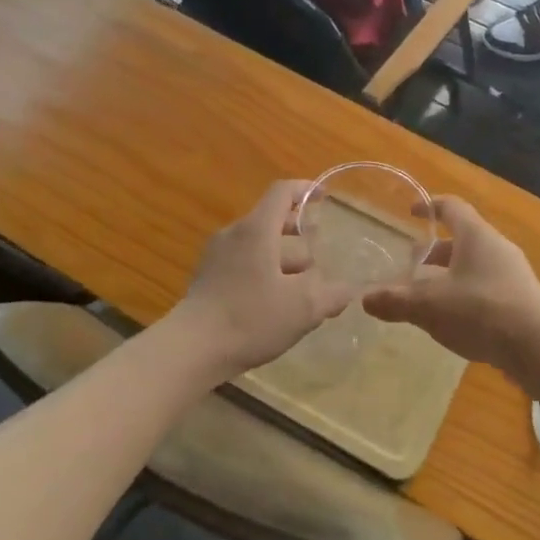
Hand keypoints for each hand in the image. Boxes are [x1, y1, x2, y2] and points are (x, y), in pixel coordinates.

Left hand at [169, 181, 350, 380]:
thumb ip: (331, 295)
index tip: (325, 197)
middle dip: (300, 237)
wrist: (190, 350)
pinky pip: (244, 263)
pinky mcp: (207, 278)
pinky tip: (275, 303)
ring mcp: (216, 256)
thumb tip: (348, 289)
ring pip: (259, 245)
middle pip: (272, 221)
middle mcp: (235, 234)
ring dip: (283, 259)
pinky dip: (264, 272)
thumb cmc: (250, 318)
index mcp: (257, 229)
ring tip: (303, 287)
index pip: (282, 192)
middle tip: (322, 259)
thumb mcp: (302, 308)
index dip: (306, 189)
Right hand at [364, 197, 539, 373]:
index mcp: (476, 235)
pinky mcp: (522, 300)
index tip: (412, 212)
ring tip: (428, 297)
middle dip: (435, 251)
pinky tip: (455, 320)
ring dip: (450, 276)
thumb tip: (365, 299)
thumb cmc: (481, 311)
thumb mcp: (430, 306)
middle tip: (412, 266)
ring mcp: (513, 273)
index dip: (430, 206)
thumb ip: (396, 301)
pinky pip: (487, 287)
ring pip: (475, 265)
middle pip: (462, 239)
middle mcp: (497, 247)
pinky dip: (467, 294)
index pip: (452, 207)